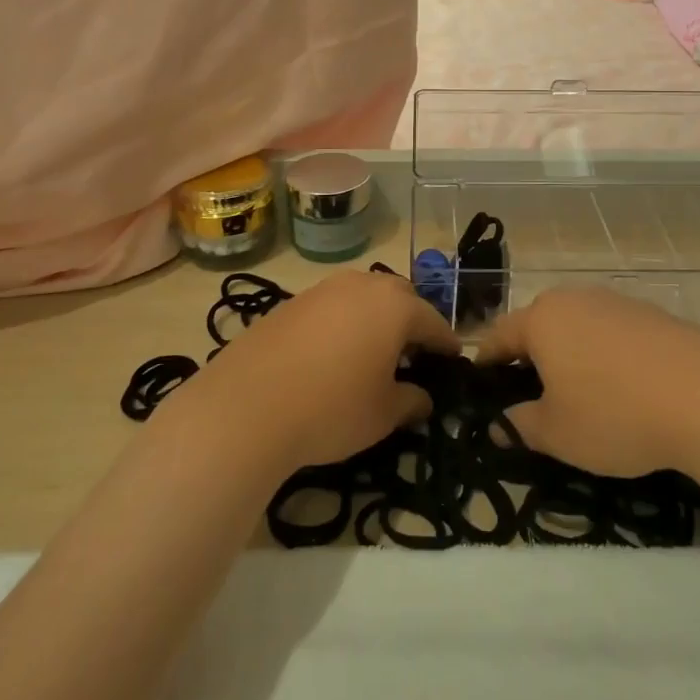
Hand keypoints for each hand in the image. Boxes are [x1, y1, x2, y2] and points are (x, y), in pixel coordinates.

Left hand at [171, 271, 460, 472]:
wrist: (246, 406)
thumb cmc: (332, 408)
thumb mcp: (383, 414)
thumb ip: (411, 400)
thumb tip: (423, 397)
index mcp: (394, 306)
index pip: (432, 321)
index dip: (445, 344)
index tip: (453, 361)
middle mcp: (361, 285)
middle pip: (399, 298)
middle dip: (410, 322)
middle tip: (412, 355)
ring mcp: (322, 289)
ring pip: (362, 297)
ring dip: (374, 319)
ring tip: (372, 354)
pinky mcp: (291, 302)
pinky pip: (331, 307)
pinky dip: (342, 324)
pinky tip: (332, 355)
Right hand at [476, 288, 699, 477]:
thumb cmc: (615, 414)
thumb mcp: (558, 434)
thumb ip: (521, 426)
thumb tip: (501, 424)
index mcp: (542, 319)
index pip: (500, 335)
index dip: (486, 361)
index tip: (480, 382)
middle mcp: (574, 299)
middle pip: (539, 324)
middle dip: (530, 356)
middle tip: (530, 393)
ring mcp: (617, 301)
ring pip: (578, 326)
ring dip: (570, 354)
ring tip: (579, 392)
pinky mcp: (652, 313)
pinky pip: (613, 332)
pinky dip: (606, 354)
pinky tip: (623, 386)